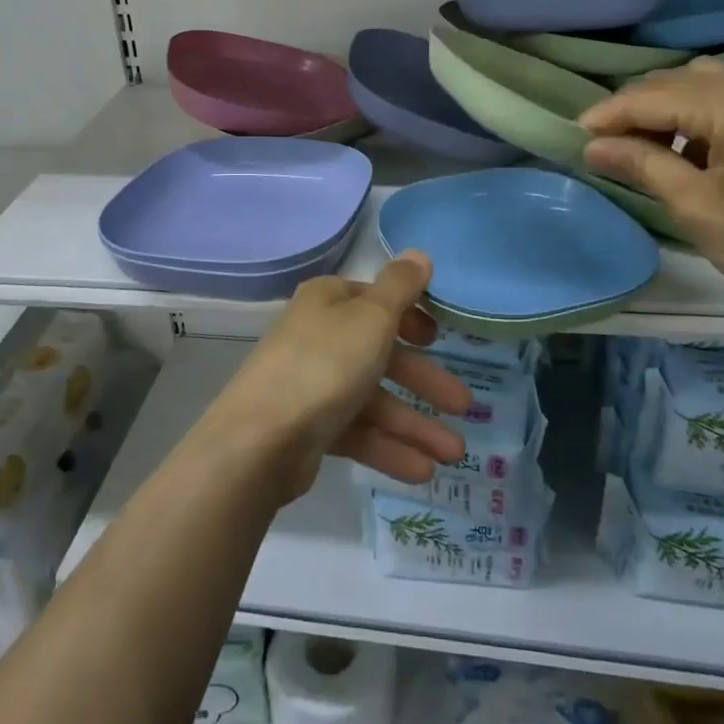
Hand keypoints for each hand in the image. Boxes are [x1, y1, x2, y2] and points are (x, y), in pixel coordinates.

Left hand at [204, 252, 471, 501]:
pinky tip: (421, 471)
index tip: (440, 338)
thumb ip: (400, 287)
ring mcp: (312, 383)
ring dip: (414, 424)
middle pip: (381, 354)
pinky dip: (388, 448)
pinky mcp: (309, 427)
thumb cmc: (324, 365)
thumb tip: (419, 253)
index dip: (410, 317)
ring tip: (452, 454)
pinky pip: (357, 432)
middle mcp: (319, 336)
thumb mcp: (372, 318)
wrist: (259, 440)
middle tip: (464, 405)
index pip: (376, 300)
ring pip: (373, 399)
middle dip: (424, 381)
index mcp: (328, 301)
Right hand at [579, 60, 723, 331]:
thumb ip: (643, 164)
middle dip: (635, 109)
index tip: (573, 136)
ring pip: (703, 88)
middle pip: (676, 82)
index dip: (607, 115)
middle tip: (604, 146)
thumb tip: (593, 145)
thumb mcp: (698, 206)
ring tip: (642, 150)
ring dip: (667, 111)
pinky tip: (688, 154)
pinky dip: (698, 120)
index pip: (649, 96)